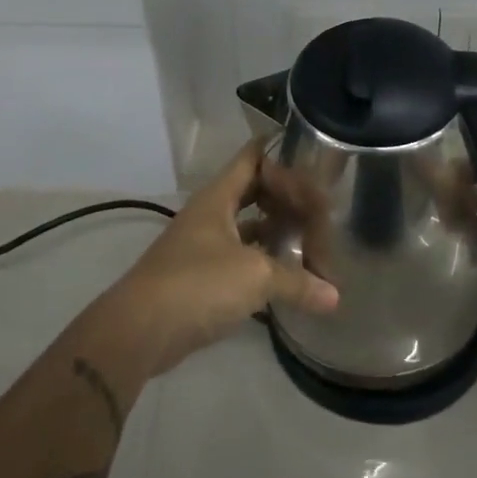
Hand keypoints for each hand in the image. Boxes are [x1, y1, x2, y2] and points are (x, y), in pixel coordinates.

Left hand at [97, 142, 338, 378]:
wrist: (141, 330)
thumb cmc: (198, 283)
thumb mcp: (256, 276)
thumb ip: (297, 282)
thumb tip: (335, 297)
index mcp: (218, 198)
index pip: (251, 157)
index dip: (278, 149)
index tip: (310, 147)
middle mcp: (210, 216)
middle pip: (253, 193)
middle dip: (285, 195)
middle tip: (321, 197)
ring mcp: (203, 247)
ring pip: (247, 228)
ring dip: (275, 232)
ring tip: (311, 235)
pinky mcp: (201, 279)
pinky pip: (240, 261)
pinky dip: (263, 264)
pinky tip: (288, 275)